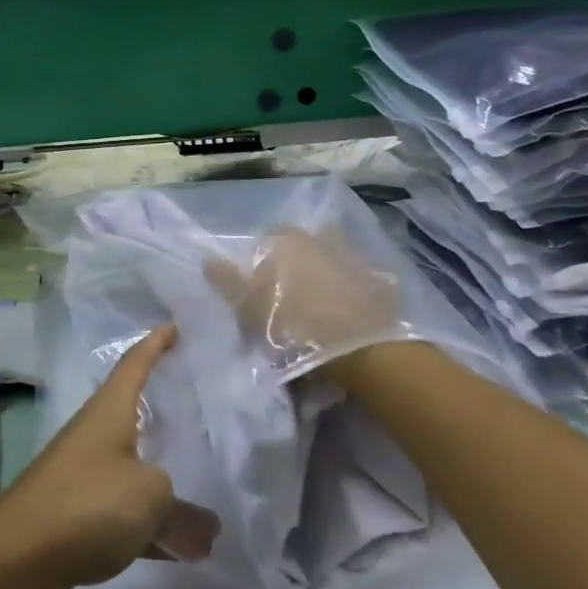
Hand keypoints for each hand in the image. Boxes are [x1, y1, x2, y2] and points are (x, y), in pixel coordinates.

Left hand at [0, 325, 219, 588]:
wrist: (19, 554)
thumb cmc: (88, 501)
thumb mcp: (150, 499)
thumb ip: (185, 514)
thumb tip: (208, 531)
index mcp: (110, 411)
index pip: (135, 364)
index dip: (155, 344)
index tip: (174, 327)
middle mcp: (94, 434)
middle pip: (133, 413)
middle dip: (163, 410)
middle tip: (197, 406)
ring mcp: (83, 474)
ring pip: (132, 467)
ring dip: (162, 479)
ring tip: (201, 484)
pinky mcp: (77, 515)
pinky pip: (124, 511)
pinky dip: (150, 525)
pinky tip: (178, 550)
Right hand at [204, 226, 403, 382]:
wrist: (362, 350)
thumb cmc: (295, 326)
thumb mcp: (249, 307)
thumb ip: (226, 281)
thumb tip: (207, 259)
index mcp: (285, 240)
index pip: (263, 245)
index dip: (258, 270)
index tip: (259, 297)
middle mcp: (318, 238)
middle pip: (298, 249)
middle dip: (292, 268)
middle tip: (288, 304)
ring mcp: (352, 257)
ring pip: (329, 261)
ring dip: (323, 277)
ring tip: (319, 311)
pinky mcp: (380, 281)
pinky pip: (358, 282)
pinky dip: (351, 293)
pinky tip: (347, 316)